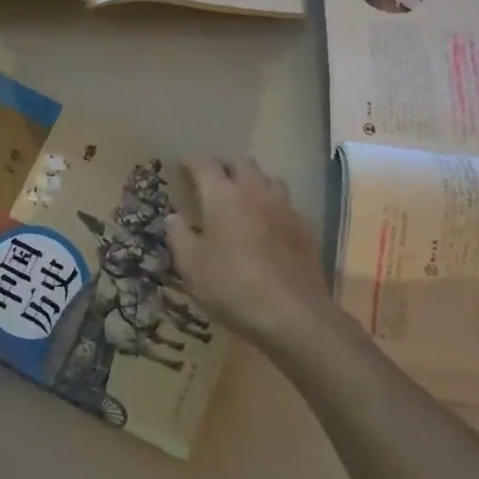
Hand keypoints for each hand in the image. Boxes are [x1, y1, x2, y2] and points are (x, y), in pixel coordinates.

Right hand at [166, 159, 329, 347]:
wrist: (293, 315)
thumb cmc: (231, 286)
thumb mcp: (191, 266)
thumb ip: (178, 236)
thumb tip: (173, 217)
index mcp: (222, 196)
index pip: (204, 165)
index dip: (191, 162)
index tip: (182, 166)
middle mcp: (255, 192)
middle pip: (241, 164)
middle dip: (224, 166)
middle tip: (211, 180)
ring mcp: (284, 208)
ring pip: (268, 179)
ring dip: (252, 181)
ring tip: (241, 196)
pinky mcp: (305, 228)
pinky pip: (286, 203)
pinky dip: (272, 204)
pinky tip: (267, 223)